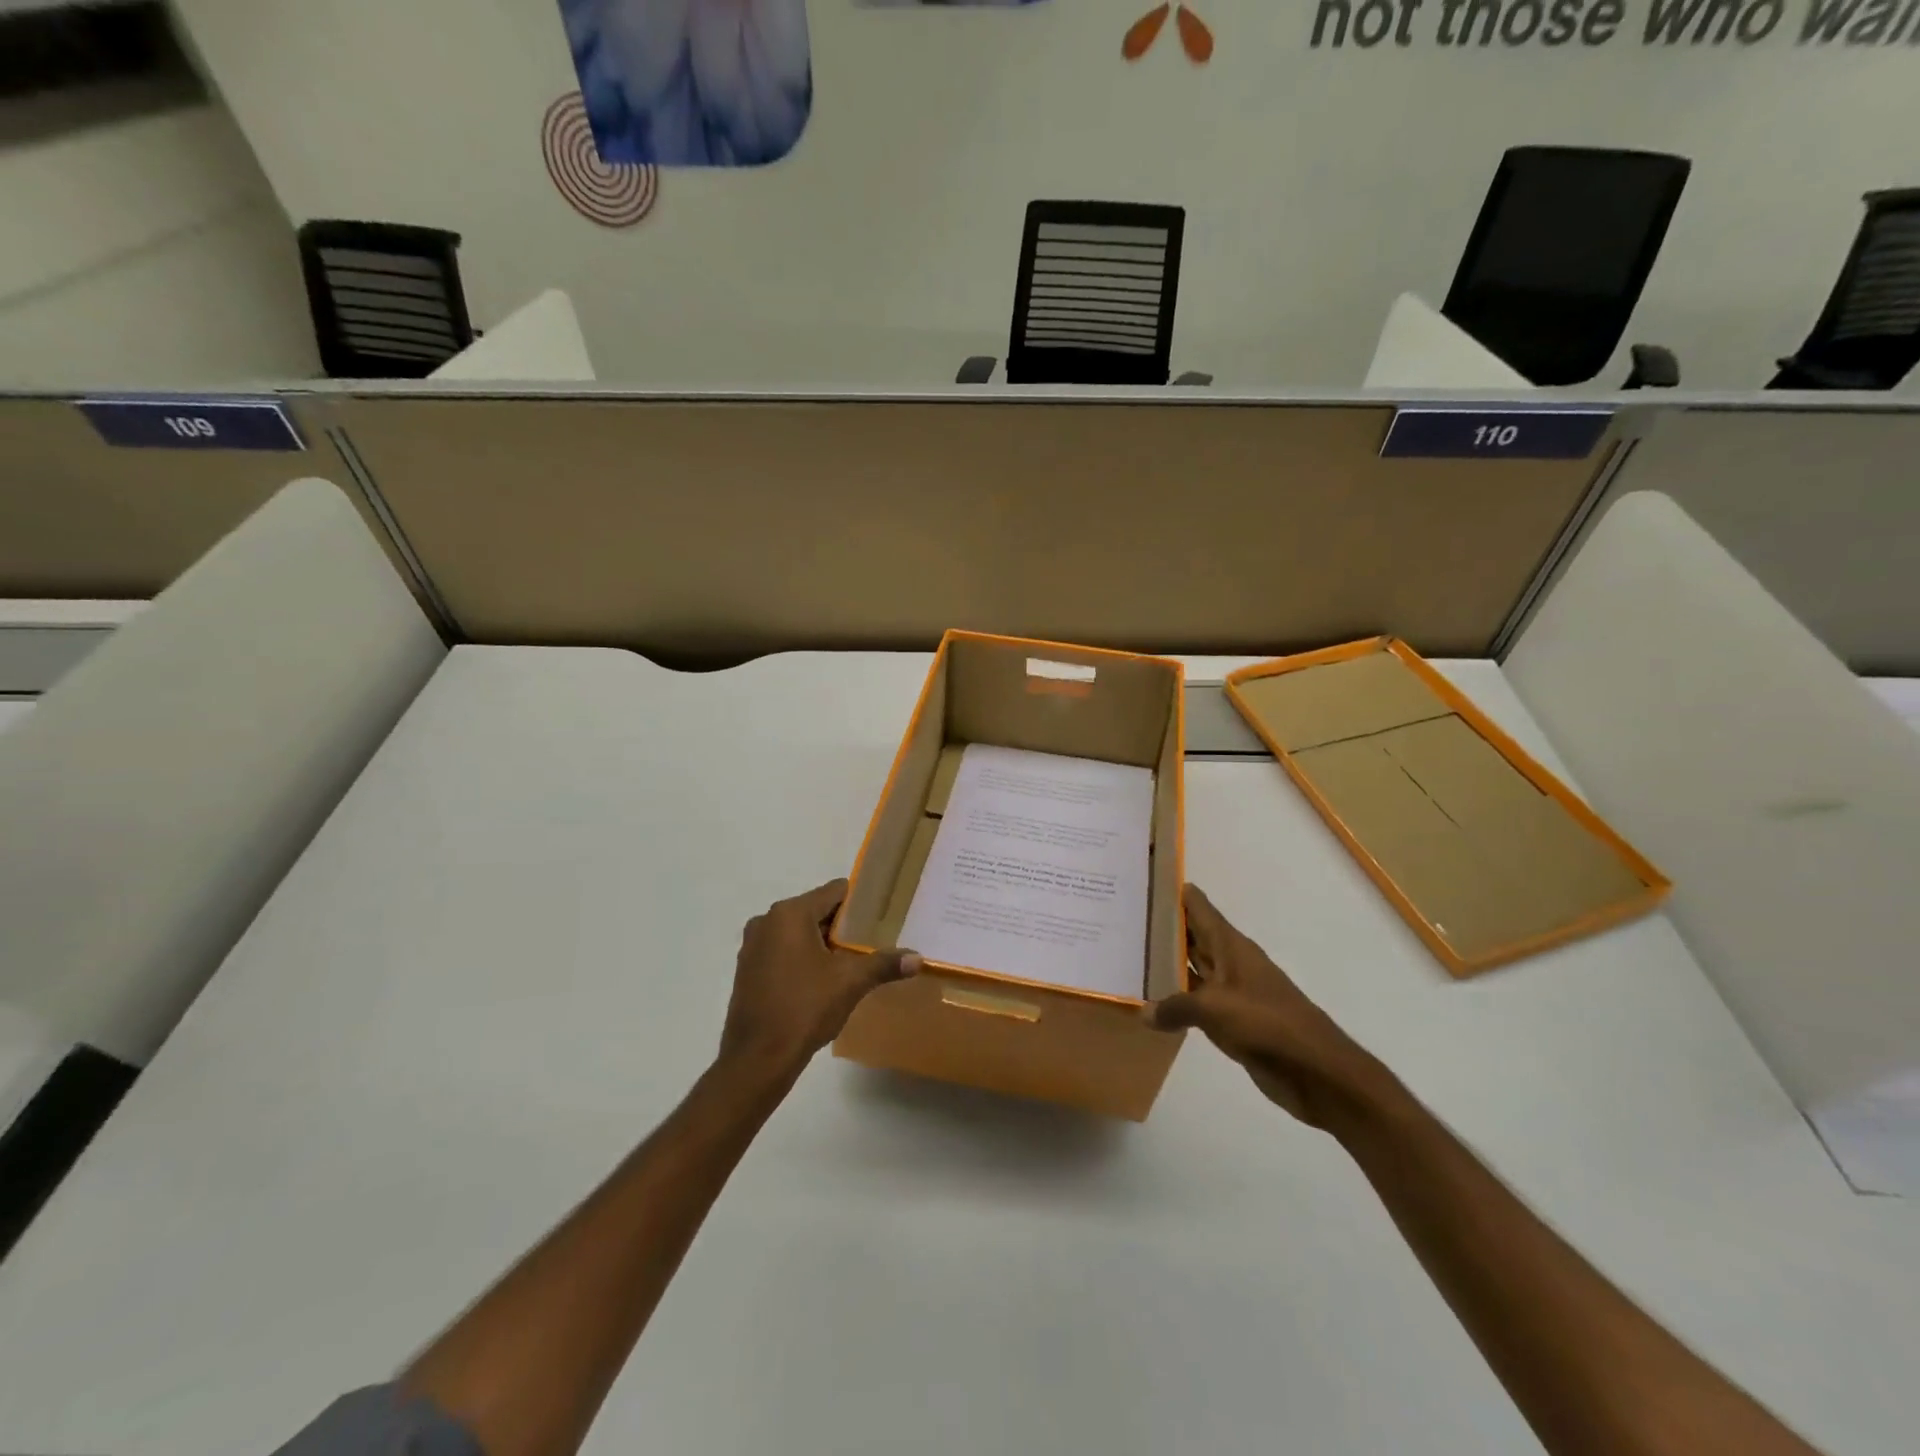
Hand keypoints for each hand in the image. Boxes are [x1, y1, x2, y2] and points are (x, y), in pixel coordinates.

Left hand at [719, 879, 919, 1081]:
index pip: (835, 891)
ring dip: (822, 943)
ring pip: (799, 932)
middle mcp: (767, 921)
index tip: (881, 916)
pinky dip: (802, 957)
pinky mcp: (747, 969)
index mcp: (790, 914)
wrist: (758, 1058)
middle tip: (871, 942)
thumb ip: (884, 964)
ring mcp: (753, 945)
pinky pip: (783, 950)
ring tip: (851, 961)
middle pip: (816, 910)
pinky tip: (822, 980)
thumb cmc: (805, 1008)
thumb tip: (918, 958)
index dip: (860, 902)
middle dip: (843, 926)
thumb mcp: (851, 982)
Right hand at [1148, 884, 1387, 1126]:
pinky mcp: (1233, 1021)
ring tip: (1128, 954)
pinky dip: (1176, 999)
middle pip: (1192, 935)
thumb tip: (1143, 1012)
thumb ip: (1175, 1006)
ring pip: (1192, 968)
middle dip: (1162, 926)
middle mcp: (1230, 962)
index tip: (1144, 878)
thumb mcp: (1213, 1009)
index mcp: (1230, 946)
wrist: (1316, 1071)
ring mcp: (1232, 992)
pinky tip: (1151, 1002)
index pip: (1197, 906)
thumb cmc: (1266, 1024)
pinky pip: (1196, 1002)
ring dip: (1166, 963)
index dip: (1173, 890)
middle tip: (1123, 916)